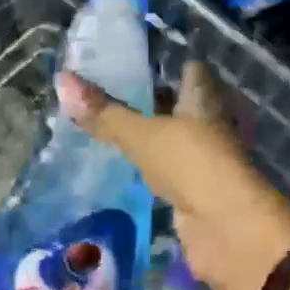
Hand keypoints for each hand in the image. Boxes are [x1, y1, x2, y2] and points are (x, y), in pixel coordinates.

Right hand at [56, 63, 289, 289]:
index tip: (134, 59)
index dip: (167, 64)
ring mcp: (206, 160)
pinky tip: (127, 167)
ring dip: (152, 136)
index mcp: (203, 99)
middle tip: (110, 93)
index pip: (190, 70)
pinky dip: (153, 169)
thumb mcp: (142, 134)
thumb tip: (63, 79)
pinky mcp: (198, 192)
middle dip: (153, 100)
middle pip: (181, 105)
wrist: (227, 230)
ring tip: (111, 127)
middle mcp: (209, 124)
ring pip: (175, 139)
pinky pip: (170, 172)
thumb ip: (106, 114)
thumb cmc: (191, 163)